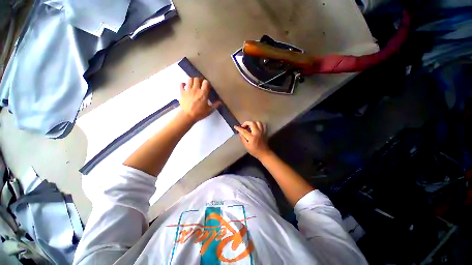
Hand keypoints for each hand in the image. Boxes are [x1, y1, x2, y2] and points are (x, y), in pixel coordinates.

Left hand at [179, 78, 220, 123]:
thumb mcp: (209, 110)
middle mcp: (196, 89)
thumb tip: (220, 102)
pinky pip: (181, 84)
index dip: (207, 83)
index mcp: (203, 93)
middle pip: (197, 79)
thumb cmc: (200, 113)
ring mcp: (188, 90)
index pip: (206, 82)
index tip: (207, 86)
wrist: (188, 116)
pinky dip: (183, 84)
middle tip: (200, 84)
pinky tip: (185, 86)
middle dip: (199, 80)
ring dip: (192, 81)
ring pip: (190, 80)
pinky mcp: (182, 92)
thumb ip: (215, 105)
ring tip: (194, 85)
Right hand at [234, 121, 271, 159]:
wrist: (264, 153)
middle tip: (243, 126)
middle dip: (246, 123)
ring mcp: (262, 132)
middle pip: (252, 123)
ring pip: (258, 122)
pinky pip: (263, 125)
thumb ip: (243, 139)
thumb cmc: (255, 151)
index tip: (235, 126)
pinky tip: (256, 127)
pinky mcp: (265, 132)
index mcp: (252, 137)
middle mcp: (257, 133)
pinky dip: (259, 125)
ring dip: (253, 123)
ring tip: (250, 126)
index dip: (239, 128)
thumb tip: (240, 133)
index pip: (244, 131)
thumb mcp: (247, 147)